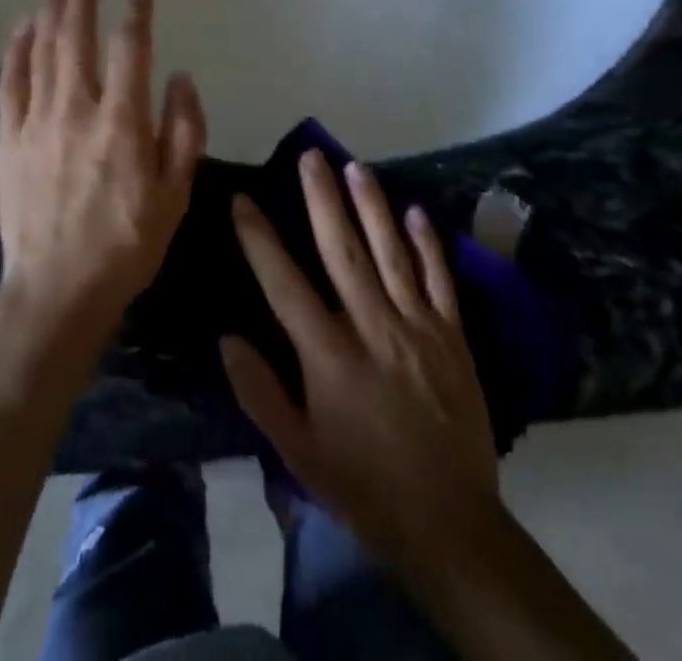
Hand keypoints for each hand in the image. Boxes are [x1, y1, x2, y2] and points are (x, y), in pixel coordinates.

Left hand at [0, 0, 206, 342]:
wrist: (58, 289)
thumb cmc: (126, 245)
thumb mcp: (176, 195)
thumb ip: (184, 131)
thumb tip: (180, 77)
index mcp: (123, 123)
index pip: (130, 51)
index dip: (136, 16)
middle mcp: (77, 110)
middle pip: (77, 38)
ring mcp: (37, 121)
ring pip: (43, 51)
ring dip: (51, 11)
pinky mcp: (9, 138)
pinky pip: (10, 82)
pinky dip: (16, 49)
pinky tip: (21, 26)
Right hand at [223, 152, 501, 590]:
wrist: (452, 527)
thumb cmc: (364, 487)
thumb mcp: (299, 454)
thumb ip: (260, 393)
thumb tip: (227, 338)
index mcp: (329, 356)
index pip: (285, 284)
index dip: (260, 239)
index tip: (242, 200)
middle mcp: (373, 328)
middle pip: (343, 251)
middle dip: (323, 199)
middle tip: (310, 155)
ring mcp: (419, 329)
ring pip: (391, 253)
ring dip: (372, 206)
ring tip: (354, 166)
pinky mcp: (454, 339)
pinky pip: (440, 281)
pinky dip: (429, 245)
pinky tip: (417, 211)